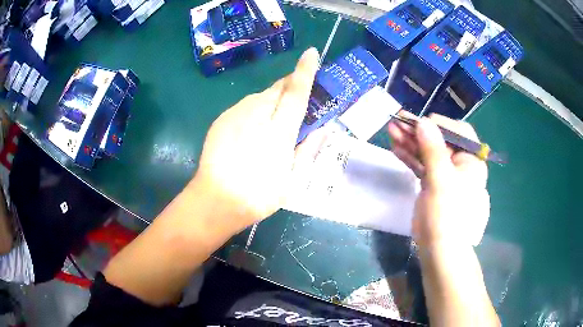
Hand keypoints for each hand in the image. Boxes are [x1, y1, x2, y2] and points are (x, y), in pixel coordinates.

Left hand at [192, 48, 319, 231]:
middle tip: (297, 96)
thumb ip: (309, 150)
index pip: (295, 92)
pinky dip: (254, 110)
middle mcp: (255, 115)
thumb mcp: (293, 181)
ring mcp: (235, 115)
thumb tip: (324, 129)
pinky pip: (244, 106)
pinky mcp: (221, 120)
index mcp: (278, 131)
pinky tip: (251, 130)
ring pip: (259, 96)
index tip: (311, 53)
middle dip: (289, 86)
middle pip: (277, 88)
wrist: (215, 201)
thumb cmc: (259, 196)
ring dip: (271, 100)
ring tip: (272, 121)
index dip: (305, 71)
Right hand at [388, 112, 489, 246]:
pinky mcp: (433, 184)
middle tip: (397, 122)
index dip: (439, 124)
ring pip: (428, 152)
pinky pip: (422, 165)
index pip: (458, 132)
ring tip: (391, 130)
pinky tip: (396, 148)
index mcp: (471, 161)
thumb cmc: (446, 214)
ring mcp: (445, 174)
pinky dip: (410, 157)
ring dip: (410, 142)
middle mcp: (460, 164)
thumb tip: (423, 121)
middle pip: (439, 141)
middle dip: (418, 131)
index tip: (418, 123)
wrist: (439, 248)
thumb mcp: (441, 180)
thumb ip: (433, 149)